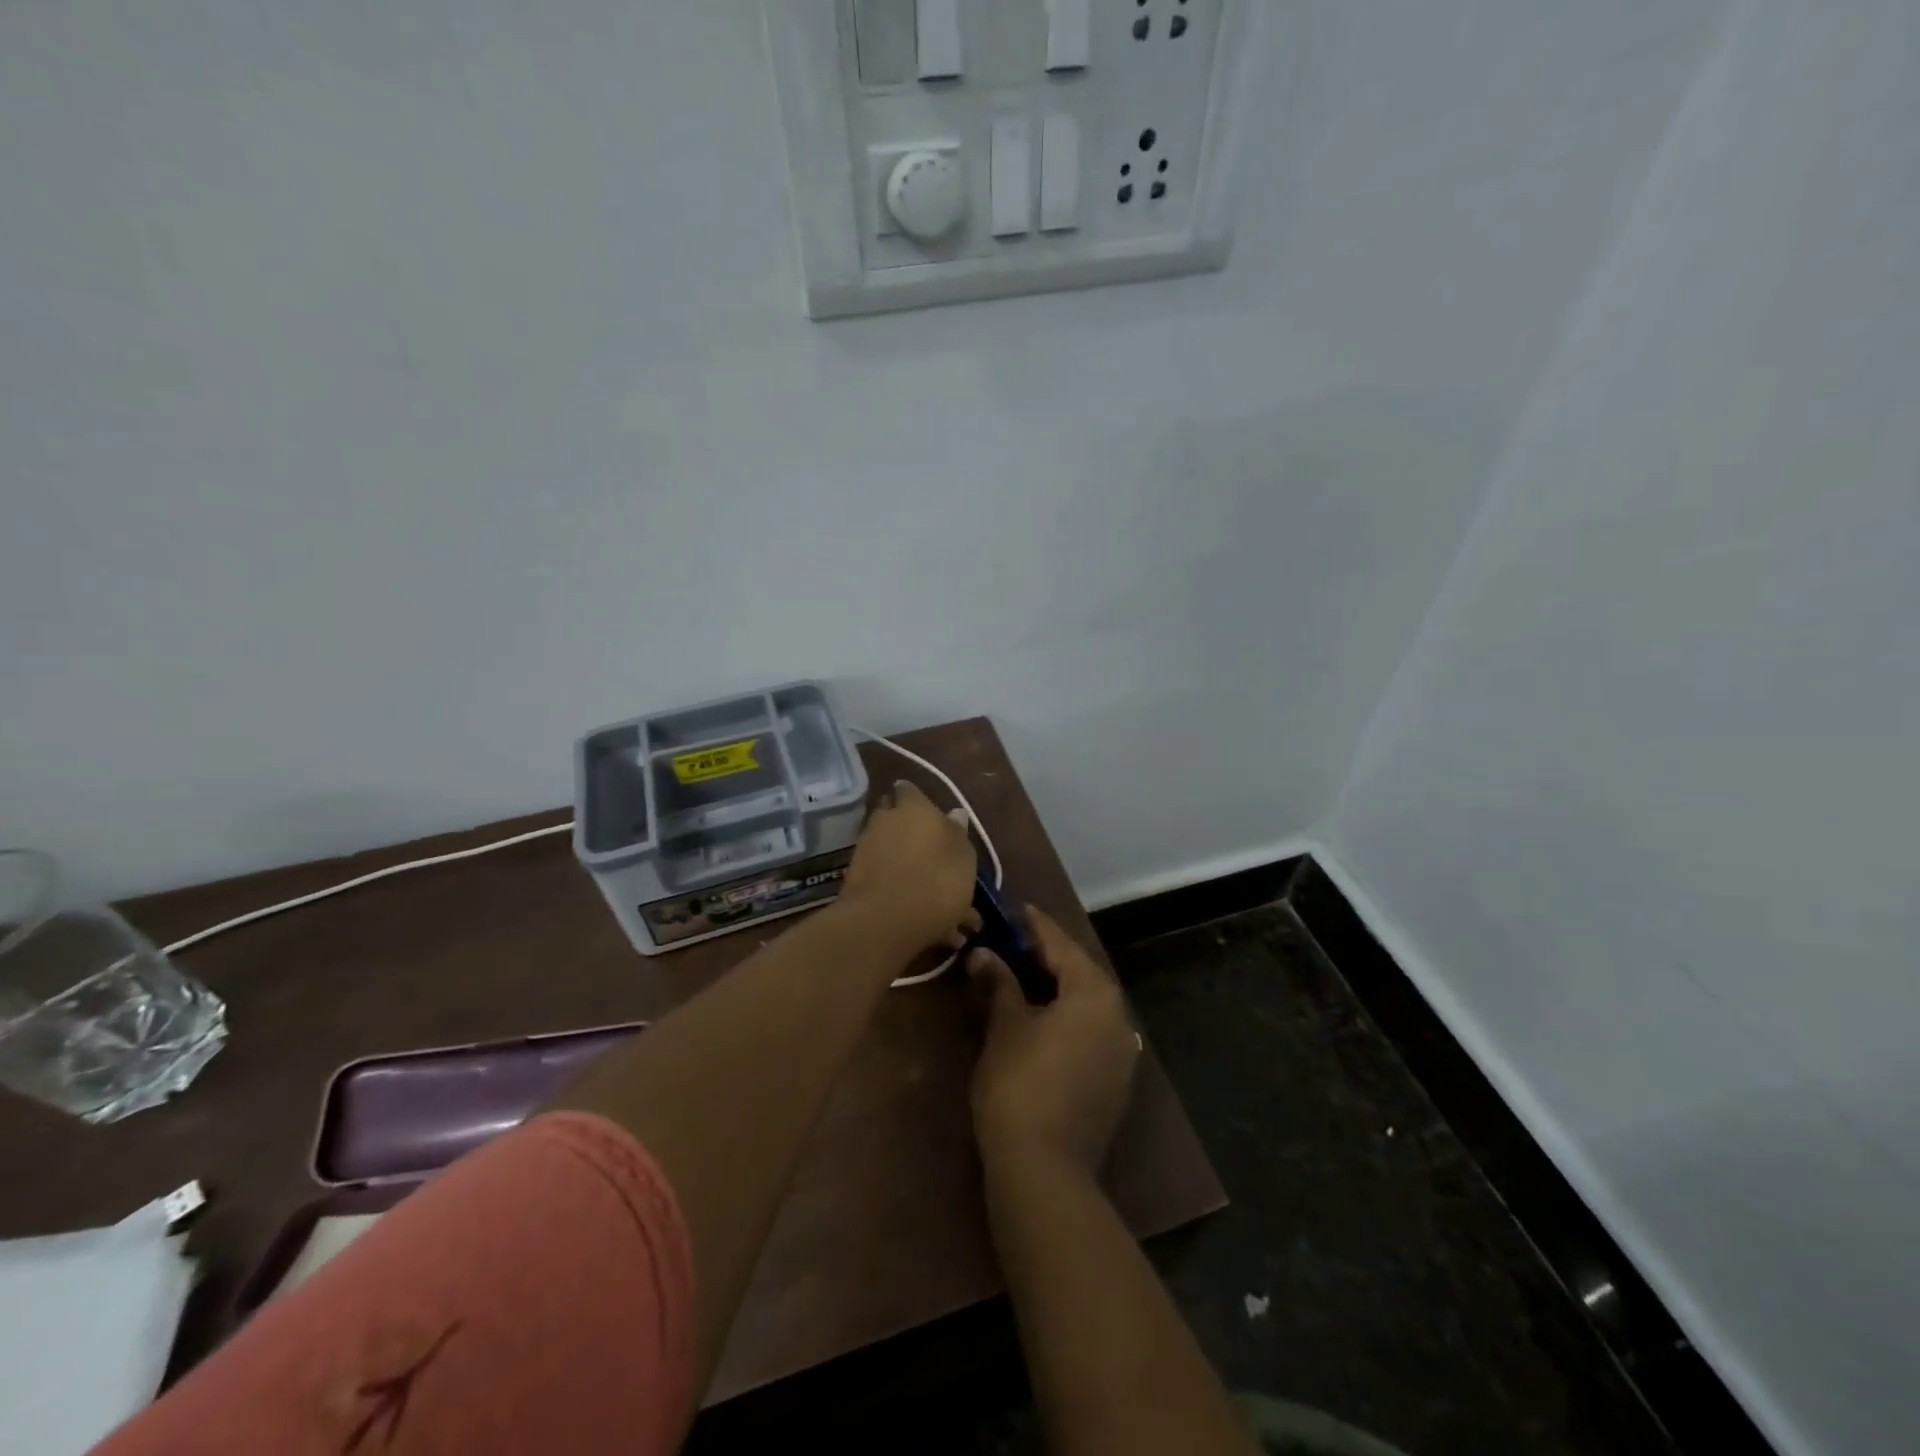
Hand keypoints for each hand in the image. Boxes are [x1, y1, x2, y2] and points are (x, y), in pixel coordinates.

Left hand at [840, 780, 980, 954]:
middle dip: (914, 835)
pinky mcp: (856, 880)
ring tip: (939, 902)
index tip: (932, 816)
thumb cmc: (937, 880)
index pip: (909, 790)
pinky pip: (886, 880)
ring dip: (912, 870)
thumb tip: (955, 813)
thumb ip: (958, 833)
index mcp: (914, 807)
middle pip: (897, 820)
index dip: (918, 800)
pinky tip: (926, 920)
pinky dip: (903, 893)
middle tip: (936, 858)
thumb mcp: (964, 856)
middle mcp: (885, 821)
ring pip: (894, 854)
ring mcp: (866, 850)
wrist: (884, 922)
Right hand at [969, 907, 1140, 1179]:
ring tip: (1018, 974)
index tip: (1012, 907)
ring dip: (1054, 986)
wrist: (1045, 1170)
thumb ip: (999, 983)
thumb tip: (985, 954)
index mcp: (1094, 993)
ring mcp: (1120, 1051)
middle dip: (1043, 955)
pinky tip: (1038, 1018)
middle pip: (1077, 971)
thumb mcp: (1005, 1026)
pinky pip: (1088, 1030)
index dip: (1032, 925)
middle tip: (1008, 940)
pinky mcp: (1113, 1080)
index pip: (1060, 944)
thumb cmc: (1020, 1084)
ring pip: (1084, 1002)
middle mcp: (1117, 1015)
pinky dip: (1064, 1016)